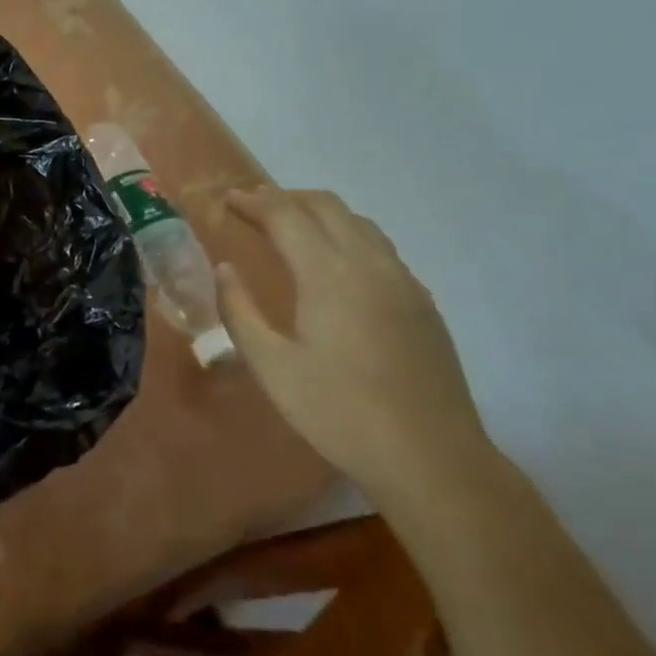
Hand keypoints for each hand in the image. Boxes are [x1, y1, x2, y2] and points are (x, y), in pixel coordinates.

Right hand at [217, 188, 488, 498]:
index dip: (253, 201)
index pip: (285, 215)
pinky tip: (337, 265)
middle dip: (285, 197)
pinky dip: (347, 235)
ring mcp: (402, 280)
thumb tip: (225, 269)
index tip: (228, 199)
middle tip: (253, 207)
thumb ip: (240, 312)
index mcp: (328, 273)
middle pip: (326, 206)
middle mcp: (369, 262)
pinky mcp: (421, 301)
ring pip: (358, 222)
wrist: (431, 457)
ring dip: (319, 213)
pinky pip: (380, 247)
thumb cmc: (340, 413)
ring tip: (291, 226)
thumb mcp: (272, 367)